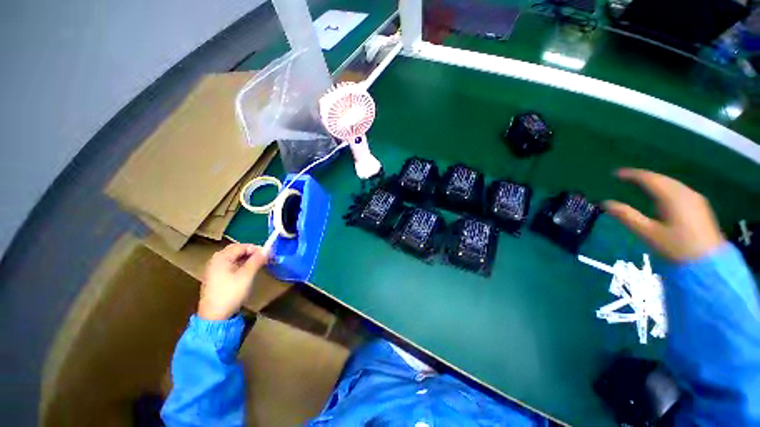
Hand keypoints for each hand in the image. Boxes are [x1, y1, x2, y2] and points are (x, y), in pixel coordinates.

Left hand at [198, 244, 267, 320]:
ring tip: (259, 264)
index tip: (268, 254)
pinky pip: (230, 265)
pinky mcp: (216, 277)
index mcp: (221, 257)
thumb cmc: (230, 293)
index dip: (256, 248)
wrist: (214, 316)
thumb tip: (267, 250)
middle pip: (237, 250)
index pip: (242, 246)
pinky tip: (248, 271)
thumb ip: (257, 260)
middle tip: (264, 258)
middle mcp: (216, 260)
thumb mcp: (247, 275)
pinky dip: (241, 264)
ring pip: (234, 258)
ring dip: (247, 258)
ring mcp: (214, 269)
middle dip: (251, 252)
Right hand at [604, 168, 724, 261]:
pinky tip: (660, 195)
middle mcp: (685, 193)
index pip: (648, 178)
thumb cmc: (676, 248)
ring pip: (671, 183)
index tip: (615, 174)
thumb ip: (626, 216)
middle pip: (661, 179)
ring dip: (655, 182)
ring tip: (640, 185)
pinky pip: (678, 190)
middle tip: (626, 178)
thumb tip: (605, 202)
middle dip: (643, 177)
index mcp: (671, 196)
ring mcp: (695, 199)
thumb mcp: (647, 233)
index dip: (631, 175)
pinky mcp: (700, 206)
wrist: (709, 265)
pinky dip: (665, 188)